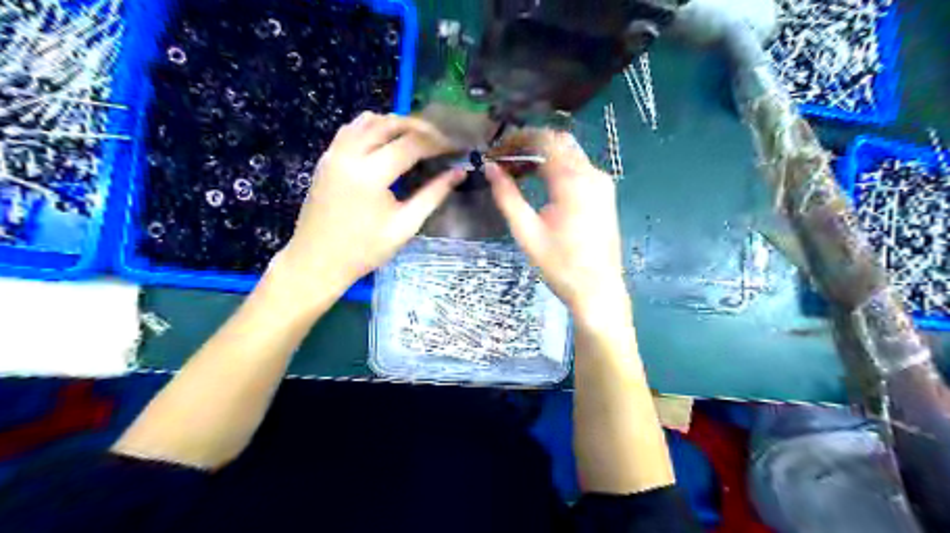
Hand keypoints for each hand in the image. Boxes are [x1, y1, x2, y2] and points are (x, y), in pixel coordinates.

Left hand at [273, 111, 465, 297]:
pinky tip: (387, 142)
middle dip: (420, 127)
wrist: (317, 261)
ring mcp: (334, 153)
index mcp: (371, 174)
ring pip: (369, 120)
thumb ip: (433, 195)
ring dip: (397, 123)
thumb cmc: (364, 250)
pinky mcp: (327, 157)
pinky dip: (374, 127)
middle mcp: (350, 154)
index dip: (438, 142)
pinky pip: (352, 129)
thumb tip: (459, 173)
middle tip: (441, 140)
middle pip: (391, 123)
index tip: (456, 147)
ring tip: (418, 138)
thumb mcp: (405, 226)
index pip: (412, 144)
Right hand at [485, 130, 628, 317]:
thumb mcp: (526, 231)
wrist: (598, 289)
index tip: (496, 148)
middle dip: (530, 143)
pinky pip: (579, 168)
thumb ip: (507, 196)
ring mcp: (602, 183)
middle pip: (559, 142)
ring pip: (570, 154)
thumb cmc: (559, 264)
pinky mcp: (604, 194)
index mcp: (573, 181)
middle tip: (504, 157)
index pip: (544, 140)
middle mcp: (592, 174)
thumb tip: (490, 168)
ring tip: (516, 170)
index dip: (518, 138)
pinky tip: (539, 182)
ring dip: (543, 155)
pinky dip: (557, 167)